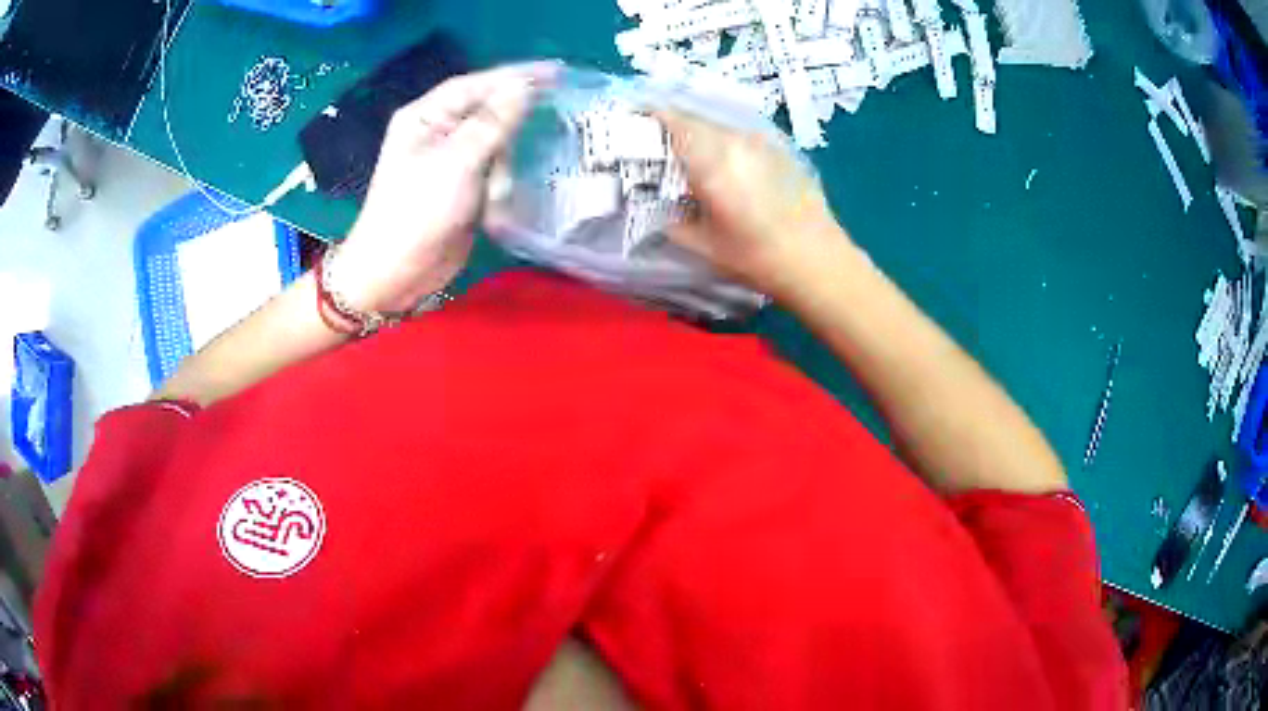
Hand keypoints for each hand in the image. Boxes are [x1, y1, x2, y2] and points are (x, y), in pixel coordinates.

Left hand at [333, 63, 557, 312]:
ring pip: (493, 139)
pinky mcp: (460, 185)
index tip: (557, 72)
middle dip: (516, 114)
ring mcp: (448, 159)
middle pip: (485, 108)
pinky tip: (520, 179)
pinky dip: (505, 173)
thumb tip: (523, 87)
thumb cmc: (416, 213)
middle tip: (559, 108)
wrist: (396, 273)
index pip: (474, 85)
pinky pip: (492, 166)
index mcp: (424, 118)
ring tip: (527, 161)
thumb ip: (492, 123)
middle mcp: (435, 132)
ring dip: (509, 154)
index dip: (515, 75)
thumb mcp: (455, 163)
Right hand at [660, 111, 847, 298]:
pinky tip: (728, 169)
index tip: (633, 122)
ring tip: (692, 159)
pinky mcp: (781, 150)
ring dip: (701, 136)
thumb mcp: (702, 244)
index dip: (649, 115)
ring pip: (720, 127)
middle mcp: (736, 140)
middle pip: (695, 119)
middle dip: (672, 127)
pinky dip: (726, 145)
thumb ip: (672, 219)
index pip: (671, 119)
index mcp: (711, 159)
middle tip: (658, 148)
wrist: (817, 261)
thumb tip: (660, 206)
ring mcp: (762, 142)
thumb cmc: (756, 257)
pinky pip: (743, 137)